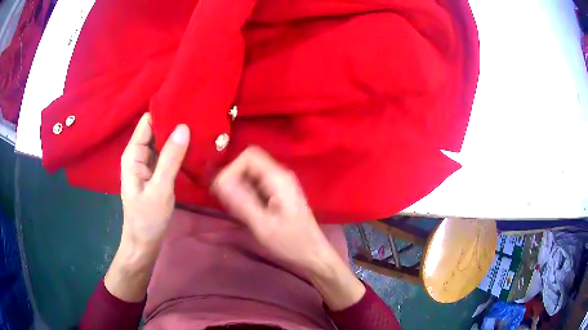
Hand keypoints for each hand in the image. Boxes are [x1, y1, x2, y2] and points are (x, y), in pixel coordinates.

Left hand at [120, 113, 188, 251]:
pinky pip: (167, 155)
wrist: (144, 242)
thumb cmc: (147, 218)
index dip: (164, 111)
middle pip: (156, 129)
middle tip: (198, 114)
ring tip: (200, 126)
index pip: (147, 122)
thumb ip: (170, 158)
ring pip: (162, 142)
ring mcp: (148, 164)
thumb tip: (184, 127)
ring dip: (177, 135)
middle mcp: (139, 154)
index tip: (186, 104)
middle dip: (174, 122)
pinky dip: (178, 149)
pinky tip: (193, 145)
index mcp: (133, 154)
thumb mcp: (160, 189)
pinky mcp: (156, 173)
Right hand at [212, 147, 365, 309]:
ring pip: (251, 172)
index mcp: (278, 178)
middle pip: (249, 162)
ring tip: (238, 209)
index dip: (232, 169)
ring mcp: (280, 182)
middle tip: (228, 202)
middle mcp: (280, 174)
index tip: (223, 191)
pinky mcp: (279, 192)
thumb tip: (219, 182)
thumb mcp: (263, 225)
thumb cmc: (290, 242)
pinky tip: (247, 211)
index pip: (249, 156)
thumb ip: (241, 202)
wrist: (312, 253)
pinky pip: (256, 183)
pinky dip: (246, 192)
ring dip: (239, 186)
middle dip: (233, 178)